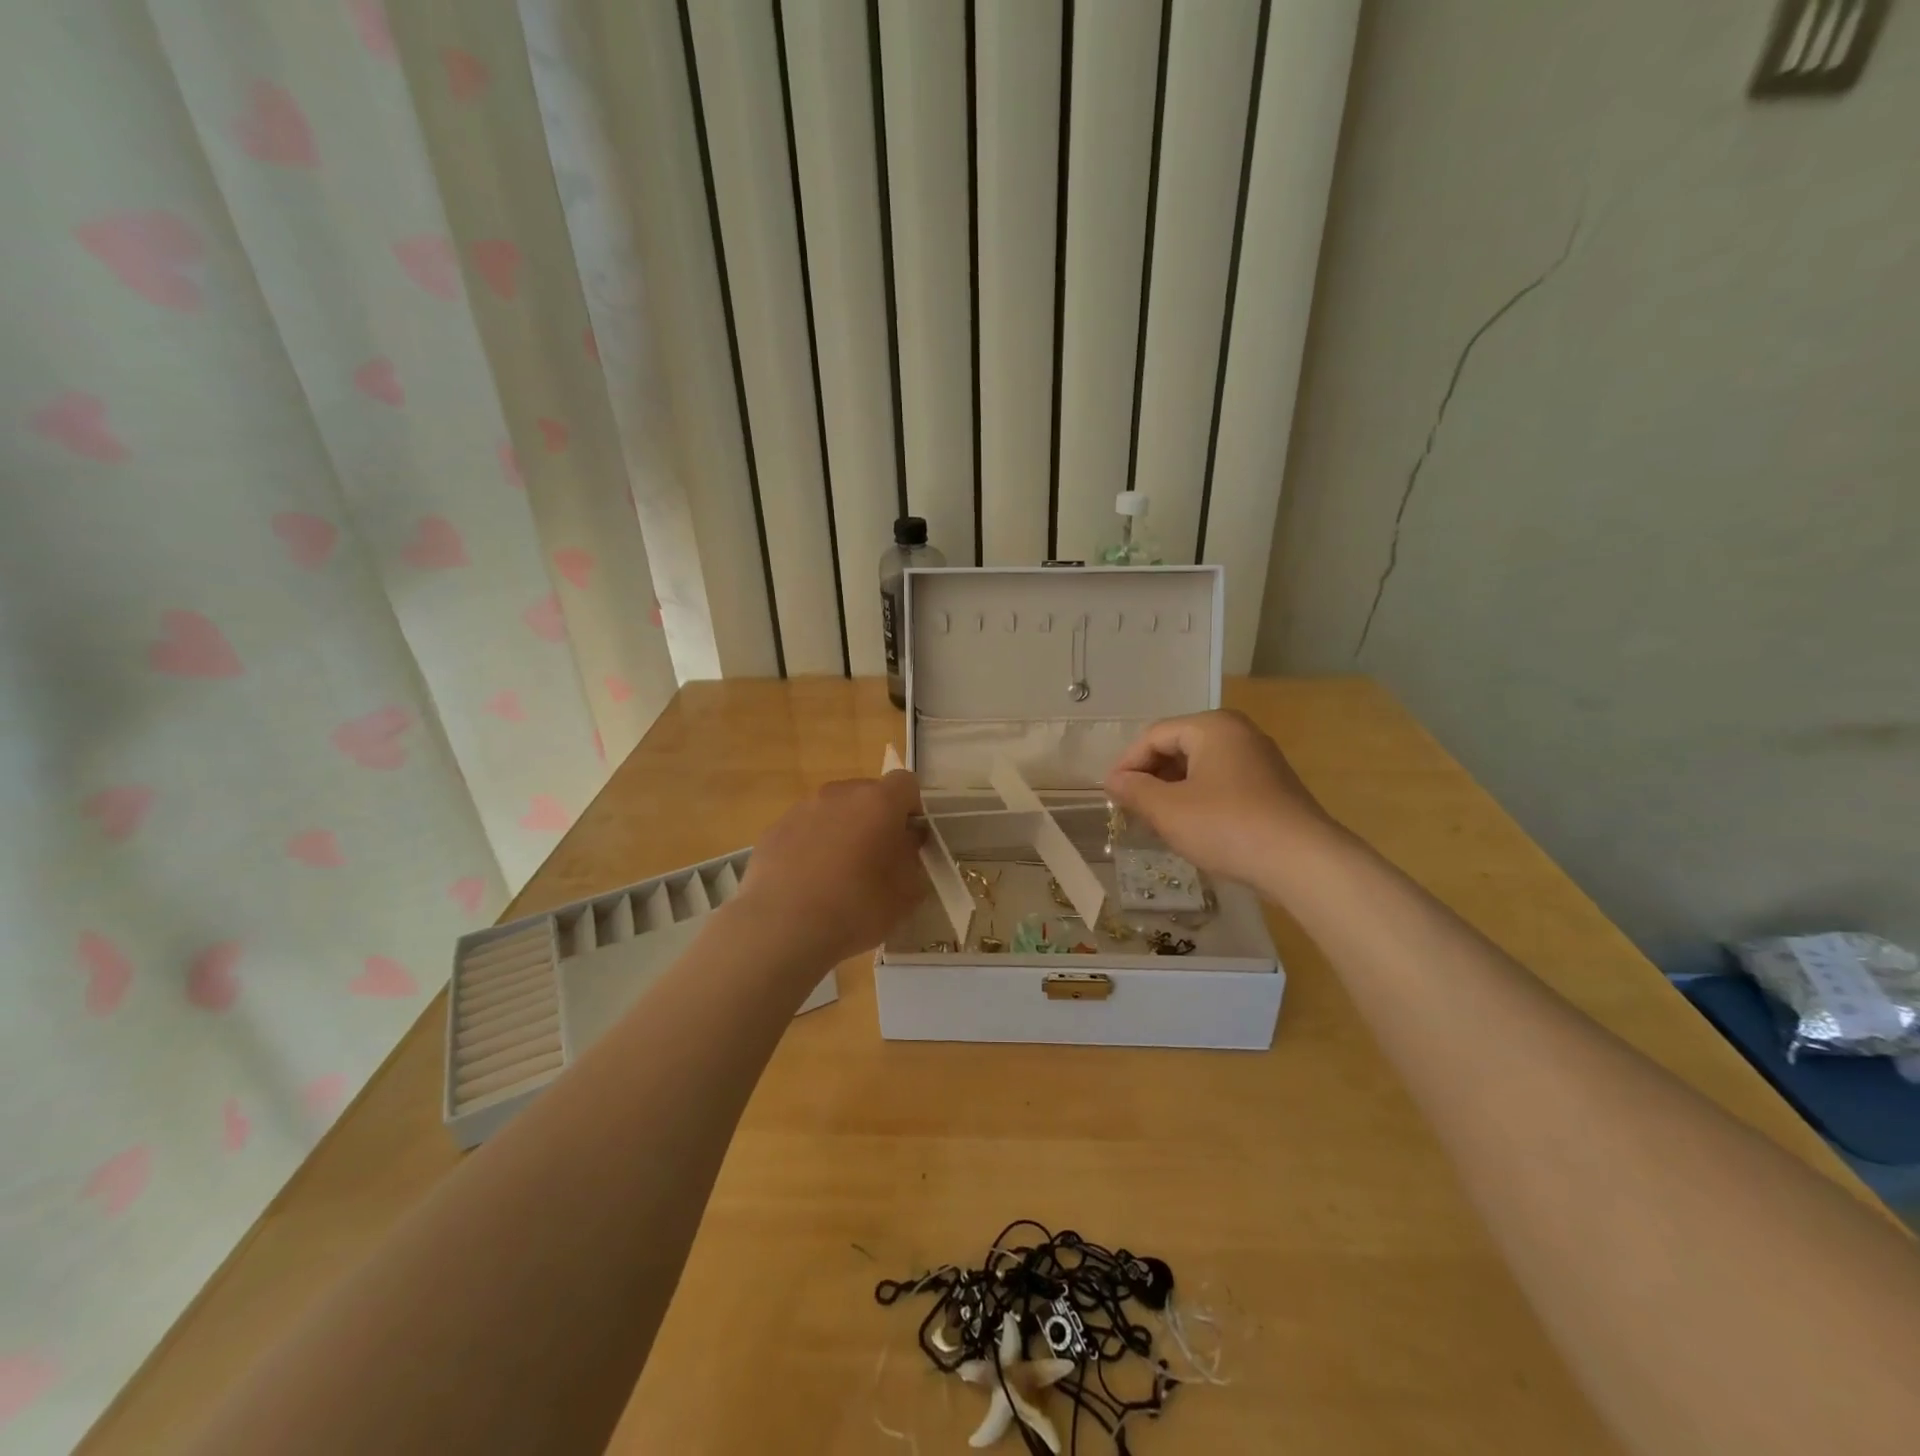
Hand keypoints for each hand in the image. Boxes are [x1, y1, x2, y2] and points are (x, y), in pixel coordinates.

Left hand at [735, 771, 929, 965]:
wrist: (782, 927)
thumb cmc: (857, 908)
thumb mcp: (907, 892)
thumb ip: (913, 856)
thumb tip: (905, 841)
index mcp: (878, 801)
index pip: (905, 783)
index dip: (911, 808)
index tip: (908, 839)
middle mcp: (840, 794)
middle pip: (867, 794)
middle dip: (876, 818)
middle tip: (876, 859)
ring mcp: (802, 809)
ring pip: (834, 810)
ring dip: (842, 830)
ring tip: (837, 874)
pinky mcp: (774, 829)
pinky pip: (804, 829)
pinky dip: (811, 845)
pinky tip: (807, 882)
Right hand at [1103, 710, 1335, 892]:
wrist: (1303, 863)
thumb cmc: (1228, 826)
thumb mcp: (1169, 811)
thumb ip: (1135, 791)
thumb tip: (1114, 780)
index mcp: (1212, 727)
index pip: (1154, 736)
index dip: (1127, 764)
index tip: (1110, 794)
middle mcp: (1238, 733)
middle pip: (1178, 747)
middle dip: (1150, 777)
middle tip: (1131, 808)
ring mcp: (1259, 760)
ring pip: (1200, 767)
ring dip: (1172, 791)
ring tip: (1156, 821)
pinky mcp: (1272, 788)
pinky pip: (1222, 783)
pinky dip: (1199, 799)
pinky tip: (1191, 828)